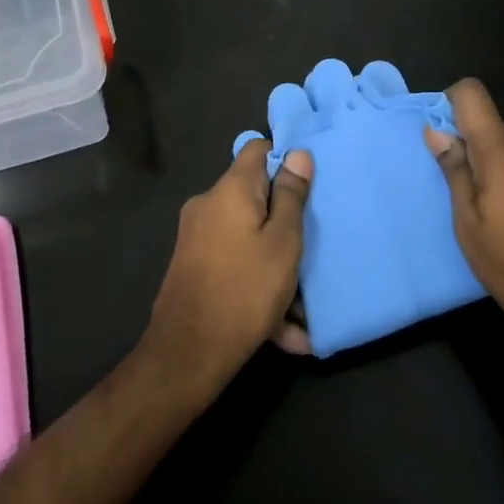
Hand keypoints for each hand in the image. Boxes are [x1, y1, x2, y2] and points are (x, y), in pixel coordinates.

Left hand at [146, 140, 312, 382]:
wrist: (188, 354)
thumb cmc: (245, 289)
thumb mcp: (283, 242)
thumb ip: (291, 196)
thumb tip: (298, 154)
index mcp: (230, 190)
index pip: (257, 150)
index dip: (286, 159)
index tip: (311, 184)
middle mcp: (208, 206)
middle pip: (254, 196)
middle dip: (286, 220)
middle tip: (315, 244)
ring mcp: (197, 238)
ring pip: (249, 238)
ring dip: (277, 264)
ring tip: (307, 305)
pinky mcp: (194, 268)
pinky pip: (236, 265)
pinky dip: (260, 286)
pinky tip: (288, 330)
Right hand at [426, 79, 503, 353]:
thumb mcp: (468, 224)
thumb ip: (454, 172)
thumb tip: (436, 131)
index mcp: (503, 151)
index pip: (472, 94)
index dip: (451, 104)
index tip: (443, 138)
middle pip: (495, 128)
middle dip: (475, 150)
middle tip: (467, 196)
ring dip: (502, 169)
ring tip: (499, 217)